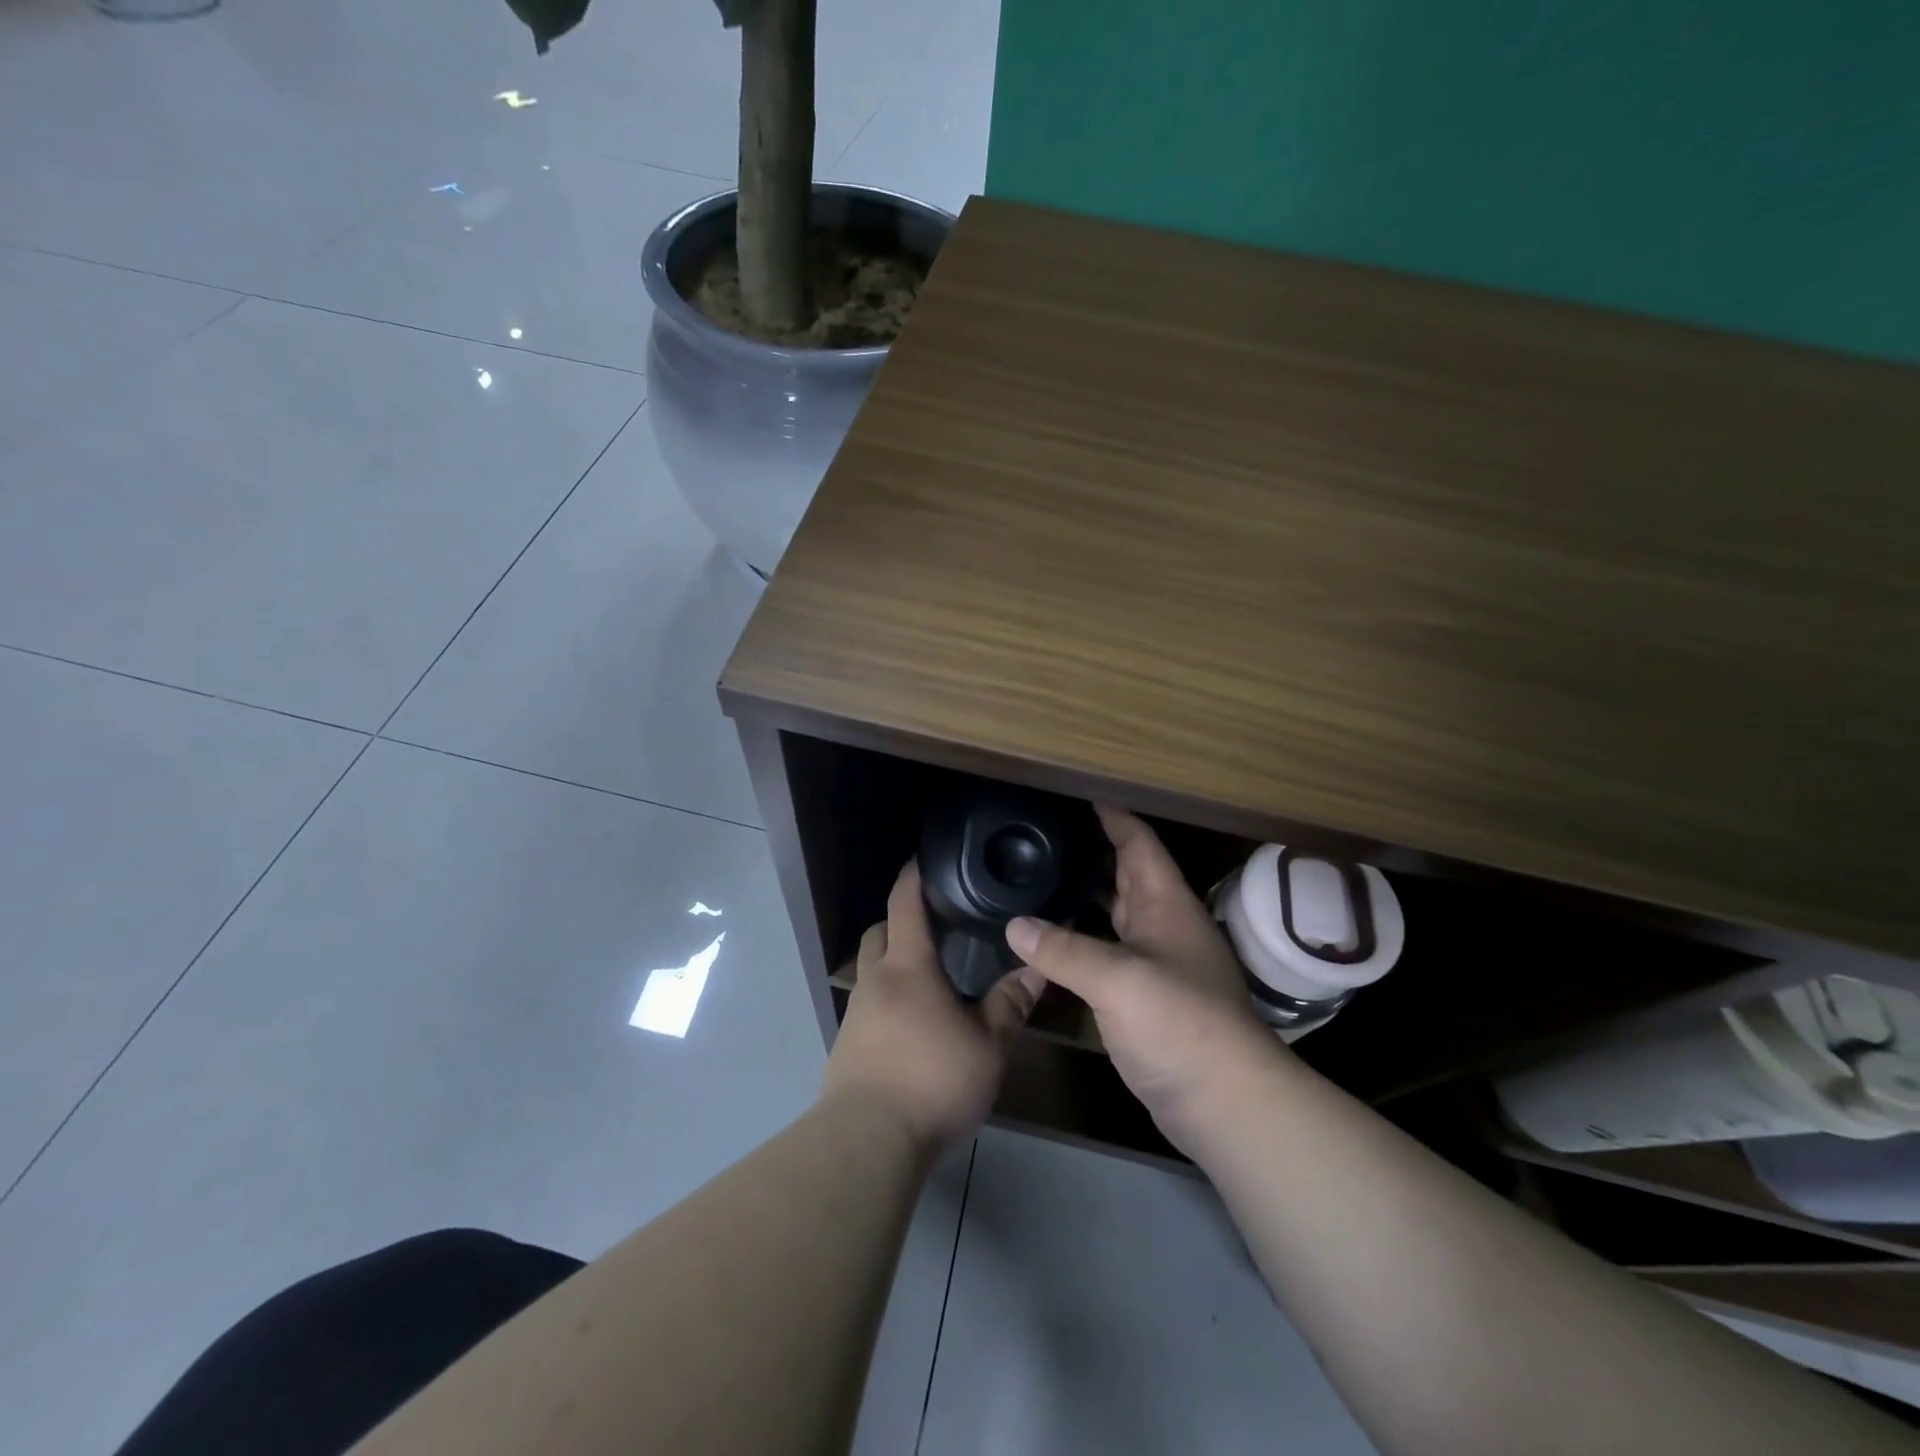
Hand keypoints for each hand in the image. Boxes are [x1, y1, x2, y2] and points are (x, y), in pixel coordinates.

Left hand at [821, 861, 1043, 1153]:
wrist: (868, 1141)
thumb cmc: (932, 1079)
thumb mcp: (987, 1045)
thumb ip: (1010, 1005)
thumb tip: (1036, 970)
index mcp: (907, 967)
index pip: (904, 904)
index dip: (912, 877)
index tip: (922, 859)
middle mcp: (875, 981)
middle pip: (878, 932)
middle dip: (899, 920)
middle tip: (933, 925)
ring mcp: (855, 1014)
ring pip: (870, 970)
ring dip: (891, 963)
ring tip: (928, 978)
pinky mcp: (846, 1047)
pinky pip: (867, 1006)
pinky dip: (886, 1000)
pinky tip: (911, 1025)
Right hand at [1006, 807, 1277, 1155]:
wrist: (1224, 1102)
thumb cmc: (1180, 1024)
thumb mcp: (1119, 979)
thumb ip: (1064, 950)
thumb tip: (1014, 925)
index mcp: (1166, 905)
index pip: (1139, 844)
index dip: (1113, 817)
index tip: (1078, 795)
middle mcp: (1162, 927)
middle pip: (1125, 875)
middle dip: (1091, 852)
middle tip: (1043, 835)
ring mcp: (1154, 964)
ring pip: (1113, 916)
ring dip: (1082, 897)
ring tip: (1037, 878)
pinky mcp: (1142, 999)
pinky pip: (1105, 954)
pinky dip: (1078, 941)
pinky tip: (1047, 941)